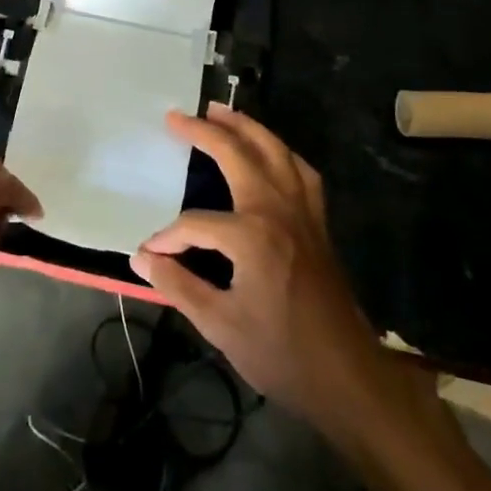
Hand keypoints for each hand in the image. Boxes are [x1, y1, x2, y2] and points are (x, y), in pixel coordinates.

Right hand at [133, 106, 387, 429]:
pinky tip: (270, 152)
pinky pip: (300, 172)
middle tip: (177, 116)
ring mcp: (303, 213)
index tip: (150, 255)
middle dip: (206, 132)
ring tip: (222, 112)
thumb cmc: (282, 354)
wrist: (349, 378)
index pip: (195, 224)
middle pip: (239, 156)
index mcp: (252, 236)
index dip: (168, 238)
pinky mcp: (318, 223)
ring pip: (276, 152)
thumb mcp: (220, 325)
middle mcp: (278, 211)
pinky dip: (281, 153)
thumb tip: (141, 257)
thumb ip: (177, 285)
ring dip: (247, 128)